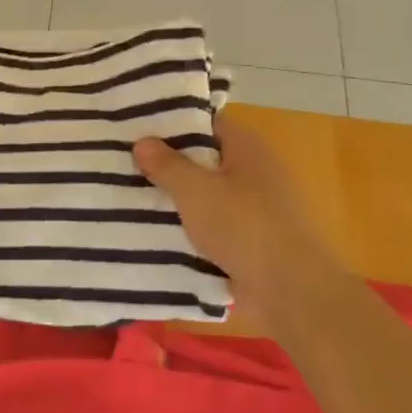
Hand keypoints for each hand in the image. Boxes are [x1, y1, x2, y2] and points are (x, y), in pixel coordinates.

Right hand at [132, 112, 342, 328]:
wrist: (288, 289)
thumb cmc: (243, 227)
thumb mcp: (196, 190)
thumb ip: (167, 165)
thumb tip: (142, 141)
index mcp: (247, 148)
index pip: (207, 123)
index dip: (173, 123)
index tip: (136, 129)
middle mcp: (253, 172)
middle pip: (204, 160)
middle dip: (166, 164)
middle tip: (123, 164)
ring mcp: (253, 208)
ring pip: (204, 196)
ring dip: (174, 200)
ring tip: (128, 198)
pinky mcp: (247, 241)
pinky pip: (210, 227)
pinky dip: (186, 229)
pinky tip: (152, 233)